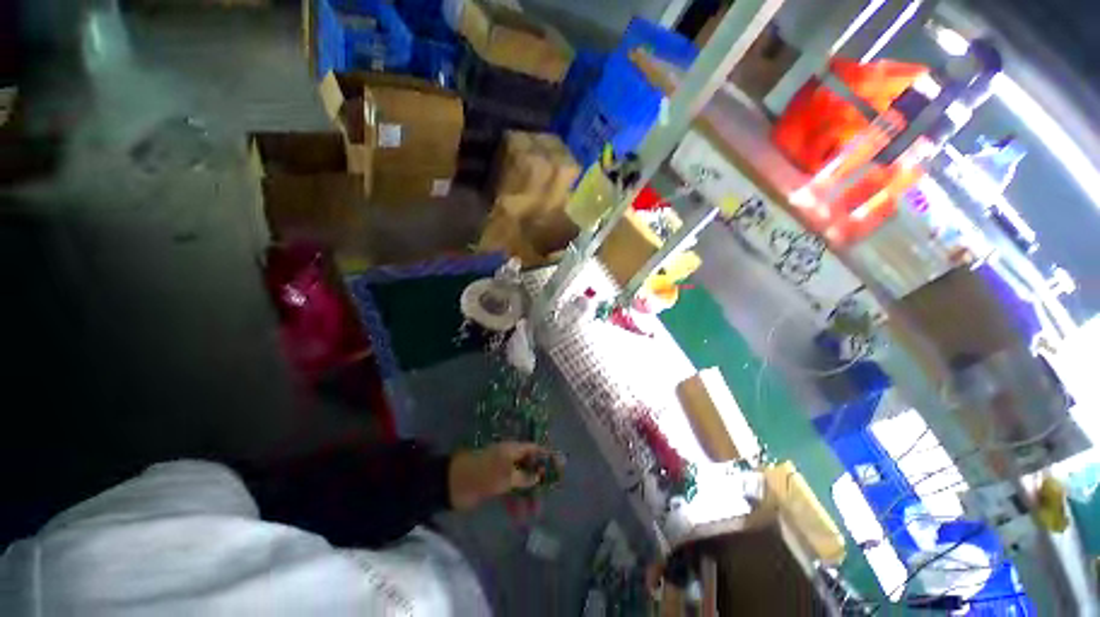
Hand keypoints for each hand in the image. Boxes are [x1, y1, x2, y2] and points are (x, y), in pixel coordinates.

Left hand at [448, 442, 560, 510]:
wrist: (452, 485)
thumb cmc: (482, 474)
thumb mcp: (505, 475)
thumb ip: (524, 476)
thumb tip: (539, 476)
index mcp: (512, 450)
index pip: (535, 450)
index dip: (547, 457)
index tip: (561, 466)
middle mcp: (509, 459)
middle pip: (529, 467)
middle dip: (539, 480)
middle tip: (550, 494)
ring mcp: (502, 472)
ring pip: (521, 482)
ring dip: (528, 496)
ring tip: (535, 513)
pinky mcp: (494, 486)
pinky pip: (510, 493)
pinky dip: (515, 503)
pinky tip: (520, 517)